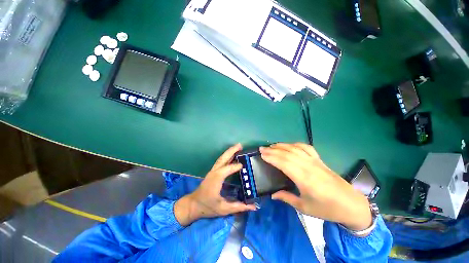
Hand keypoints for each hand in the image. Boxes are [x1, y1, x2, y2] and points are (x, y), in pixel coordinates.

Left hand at [175, 144, 255, 225]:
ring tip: (238, 147)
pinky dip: (227, 156)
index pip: (227, 169)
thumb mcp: (223, 209)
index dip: (235, 166)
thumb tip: (253, 206)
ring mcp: (212, 171)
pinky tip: (232, 155)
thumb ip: (238, 206)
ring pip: (221, 158)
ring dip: (229, 151)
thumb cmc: (207, 207)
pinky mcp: (213, 172)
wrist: (193, 205)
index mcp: (216, 179)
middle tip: (240, 145)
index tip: (244, 165)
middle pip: (223, 158)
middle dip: (231, 151)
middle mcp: (214, 172)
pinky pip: (221, 161)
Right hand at [260, 143, 371, 230]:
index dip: (272, 157)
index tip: (262, 154)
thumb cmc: (327, 209)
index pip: (284, 163)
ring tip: (272, 145)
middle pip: (287, 154)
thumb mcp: (305, 207)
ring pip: (295, 149)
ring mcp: (315, 161)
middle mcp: (308, 166)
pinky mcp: (319, 160)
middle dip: (273, 150)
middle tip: (262, 148)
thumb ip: (287, 198)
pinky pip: (306, 148)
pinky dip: (296, 144)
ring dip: (282, 145)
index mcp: (304, 179)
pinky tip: (290, 145)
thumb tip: (273, 194)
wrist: (351, 204)